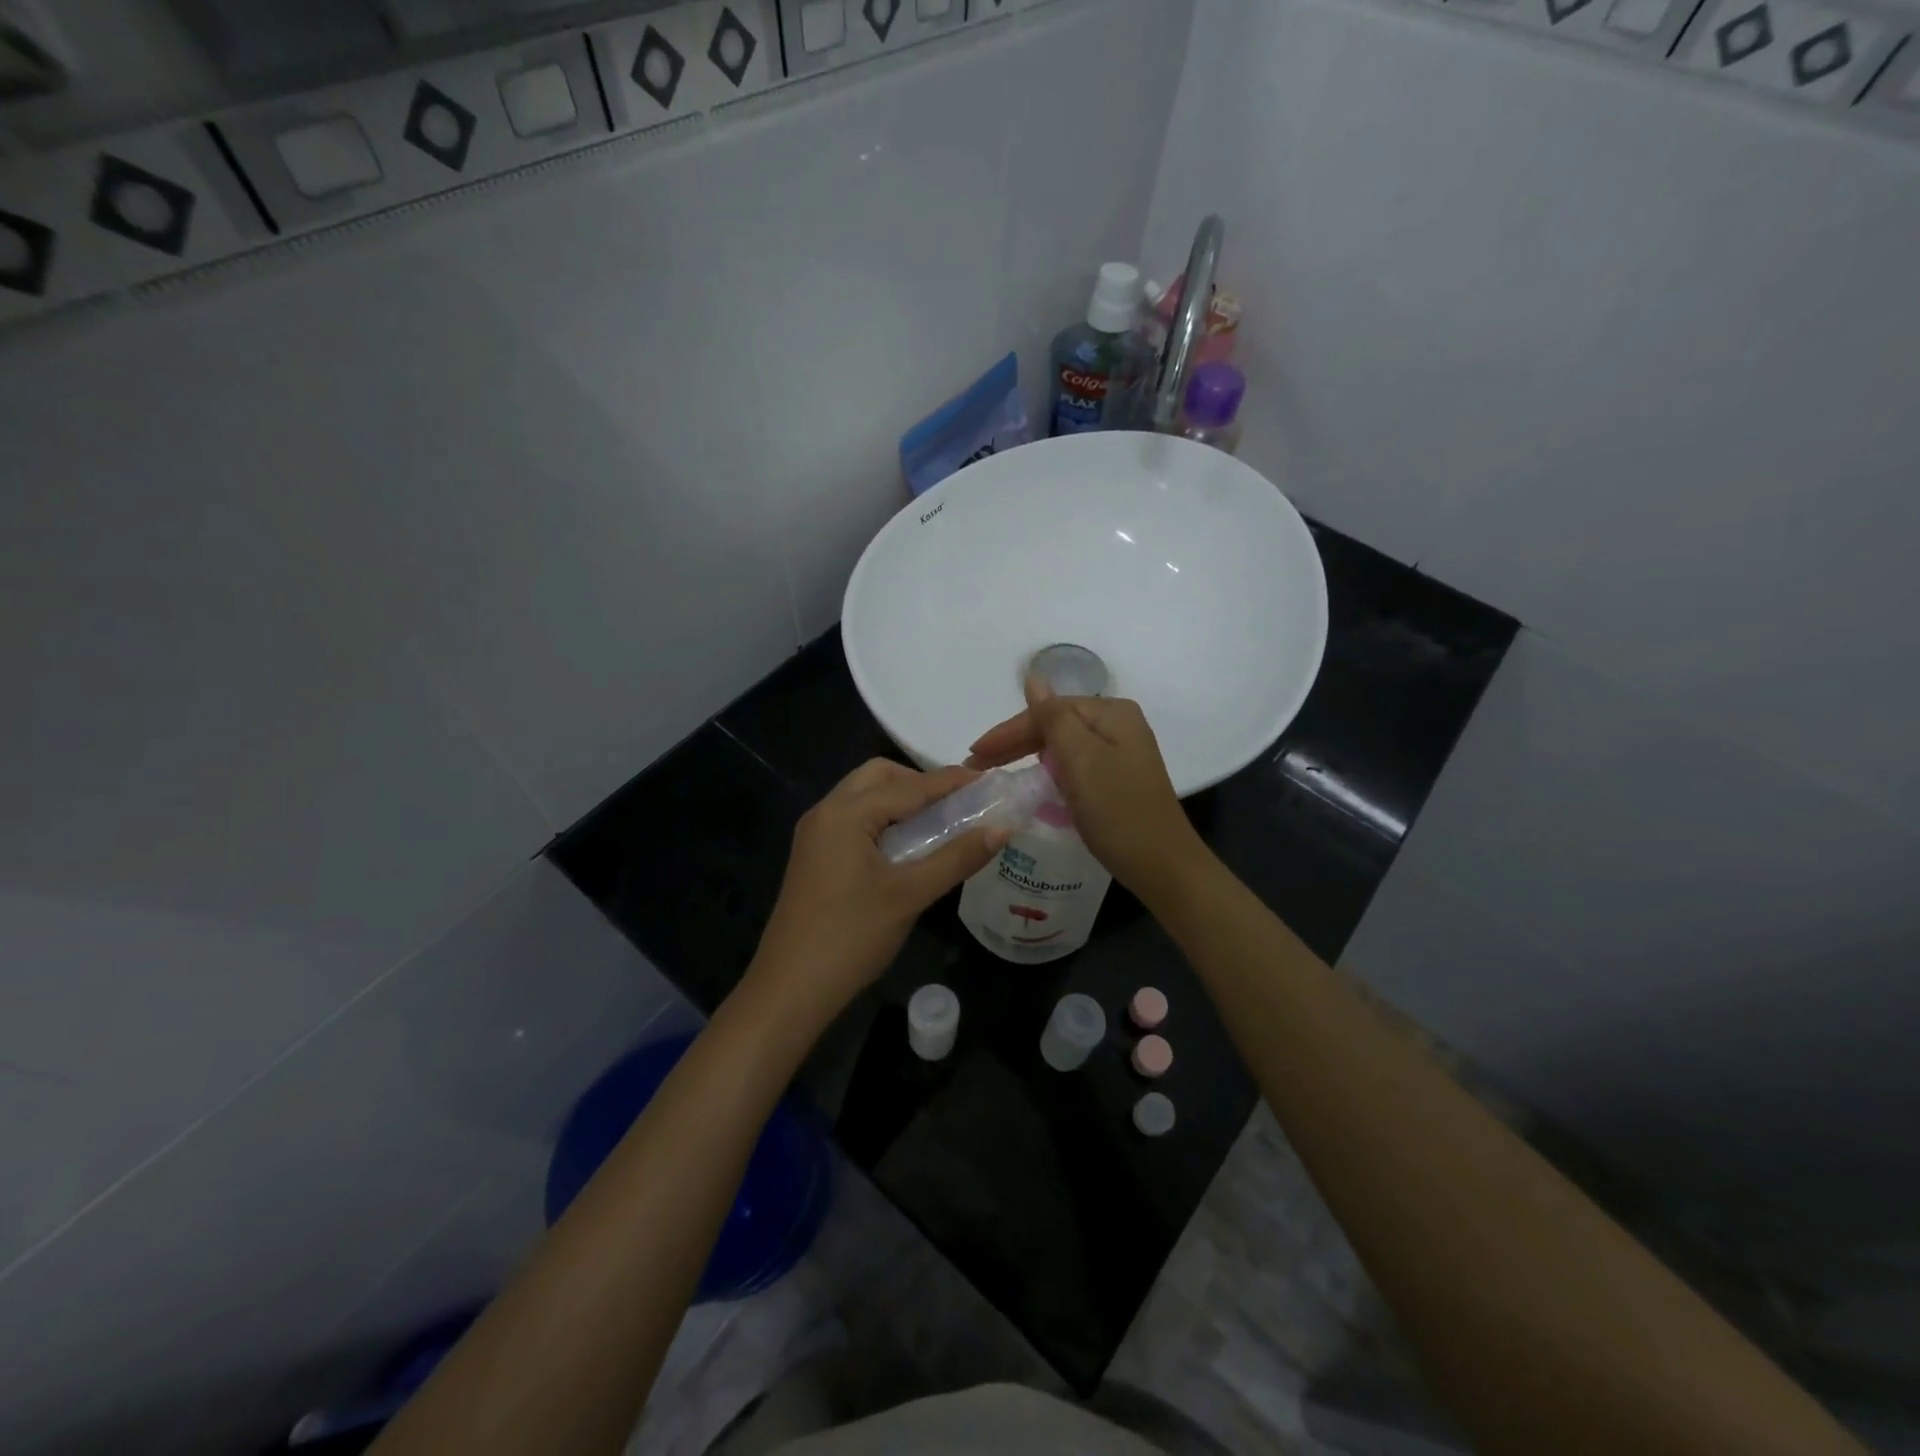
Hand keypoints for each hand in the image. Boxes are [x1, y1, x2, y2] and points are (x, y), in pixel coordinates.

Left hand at [746, 759, 1004, 1028]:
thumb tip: (1002, 828)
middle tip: (957, 805)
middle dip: (920, 782)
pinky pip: (853, 821)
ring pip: (864, 798)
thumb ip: (957, 857)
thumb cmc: (851, 937)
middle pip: (879, 777)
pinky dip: (883, 820)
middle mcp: (826, 812)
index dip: (952, 781)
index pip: (910, 785)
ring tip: (939, 824)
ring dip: (901, 801)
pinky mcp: (814, 857)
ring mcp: (815, 835)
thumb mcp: (910, 895)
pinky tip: (907, 847)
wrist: (789, 990)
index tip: (990, 780)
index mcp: (845, 813)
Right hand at [967, 677, 1204, 898]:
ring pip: (1062, 747)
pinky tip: (1031, 784)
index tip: (973, 754)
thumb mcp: (1081, 760)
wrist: (1162, 866)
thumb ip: (1053, 717)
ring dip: (1028, 758)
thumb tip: (1033, 677)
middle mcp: (1118, 725)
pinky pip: (1073, 766)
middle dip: (1015, 744)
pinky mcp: (1116, 779)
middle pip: (1055, 726)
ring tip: (995, 774)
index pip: (1048, 711)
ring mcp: (1119, 753)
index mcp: (1111, 713)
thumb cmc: (1118, 810)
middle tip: (975, 766)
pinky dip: (1049, 774)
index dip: (1009, 731)